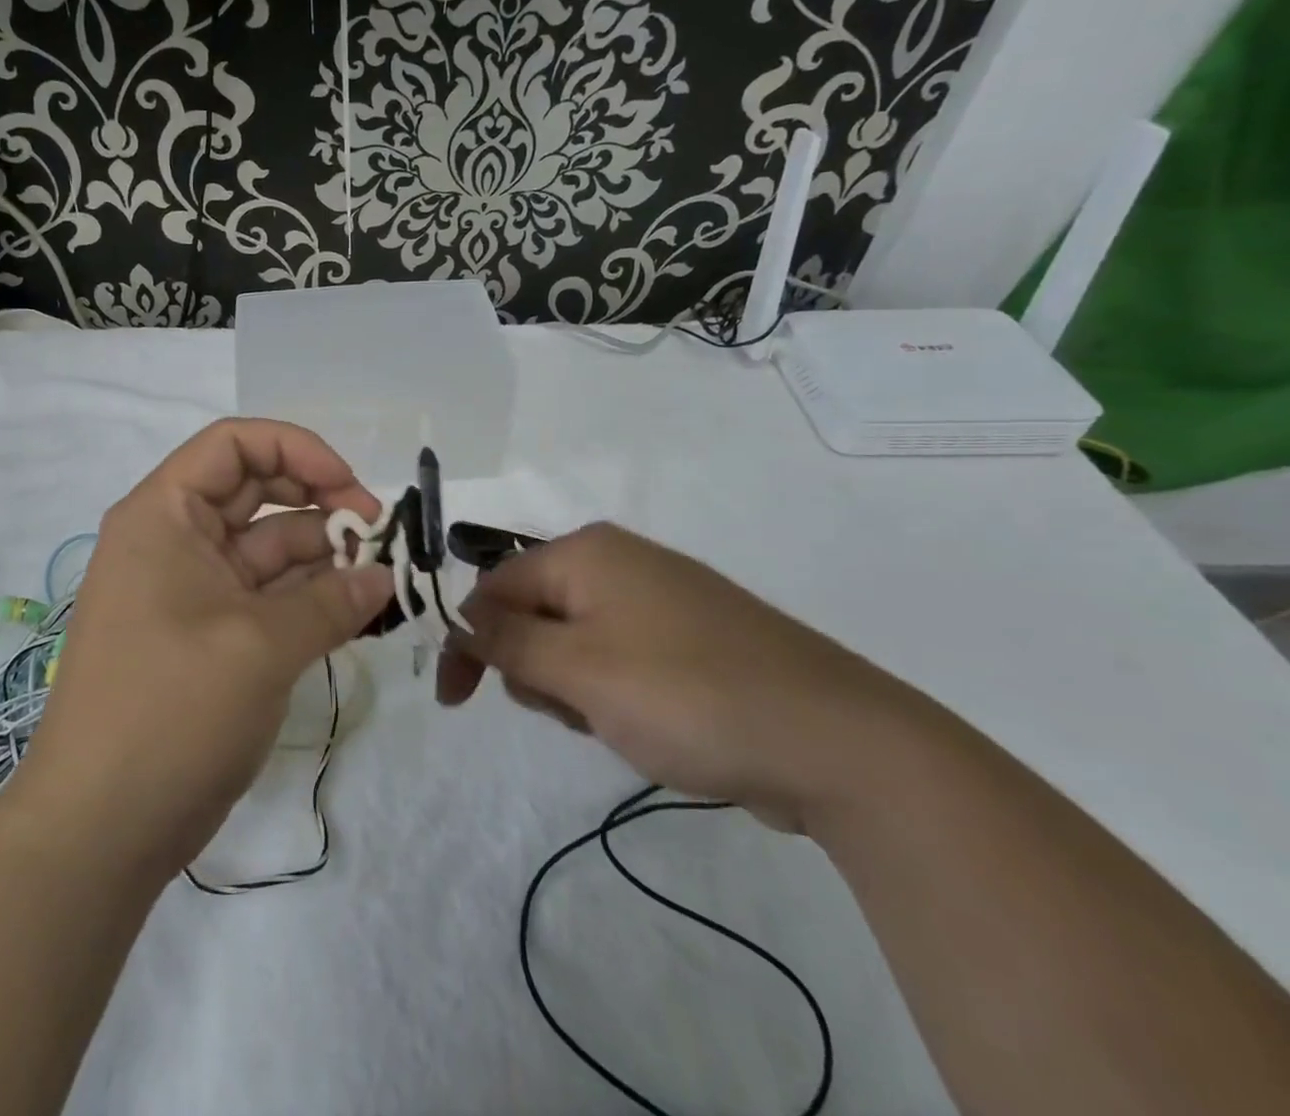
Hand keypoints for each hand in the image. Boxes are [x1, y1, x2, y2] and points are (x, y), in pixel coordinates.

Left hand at [9, 420, 395, 879]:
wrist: (100, 829)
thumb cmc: (171, 710)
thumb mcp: (260, 646)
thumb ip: (331, 602)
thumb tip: (383, 578)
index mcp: (164, 515)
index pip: (234, 444)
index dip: (297, 450)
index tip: (350, 488)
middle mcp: (174, 540)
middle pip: (256, 491)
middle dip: (319, 502)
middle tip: (376, 534)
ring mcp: (191, 590)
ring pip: (267, 548)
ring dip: (323, 556)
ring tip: (379, 579)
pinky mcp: (209, 636)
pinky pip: (267, 596)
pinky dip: (310, 598)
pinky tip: (357, 610)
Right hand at [438, 523, 912, 830]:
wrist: (838, 742)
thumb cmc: (686, 695)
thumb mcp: (579, 671)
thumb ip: (507, 642)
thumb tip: (460, 619)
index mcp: (587, 552)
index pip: (495, 586)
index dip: (468, 640)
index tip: (455, 701)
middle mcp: (620, 563)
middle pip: (534, 612)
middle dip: (533, 668)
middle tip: (569, 709)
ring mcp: (660, 600)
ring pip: (575, 642)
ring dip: (573, 688)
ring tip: (617, 722)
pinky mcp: (689, 640)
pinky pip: (619, 659)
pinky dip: (613, 694)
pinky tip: (650, 725)